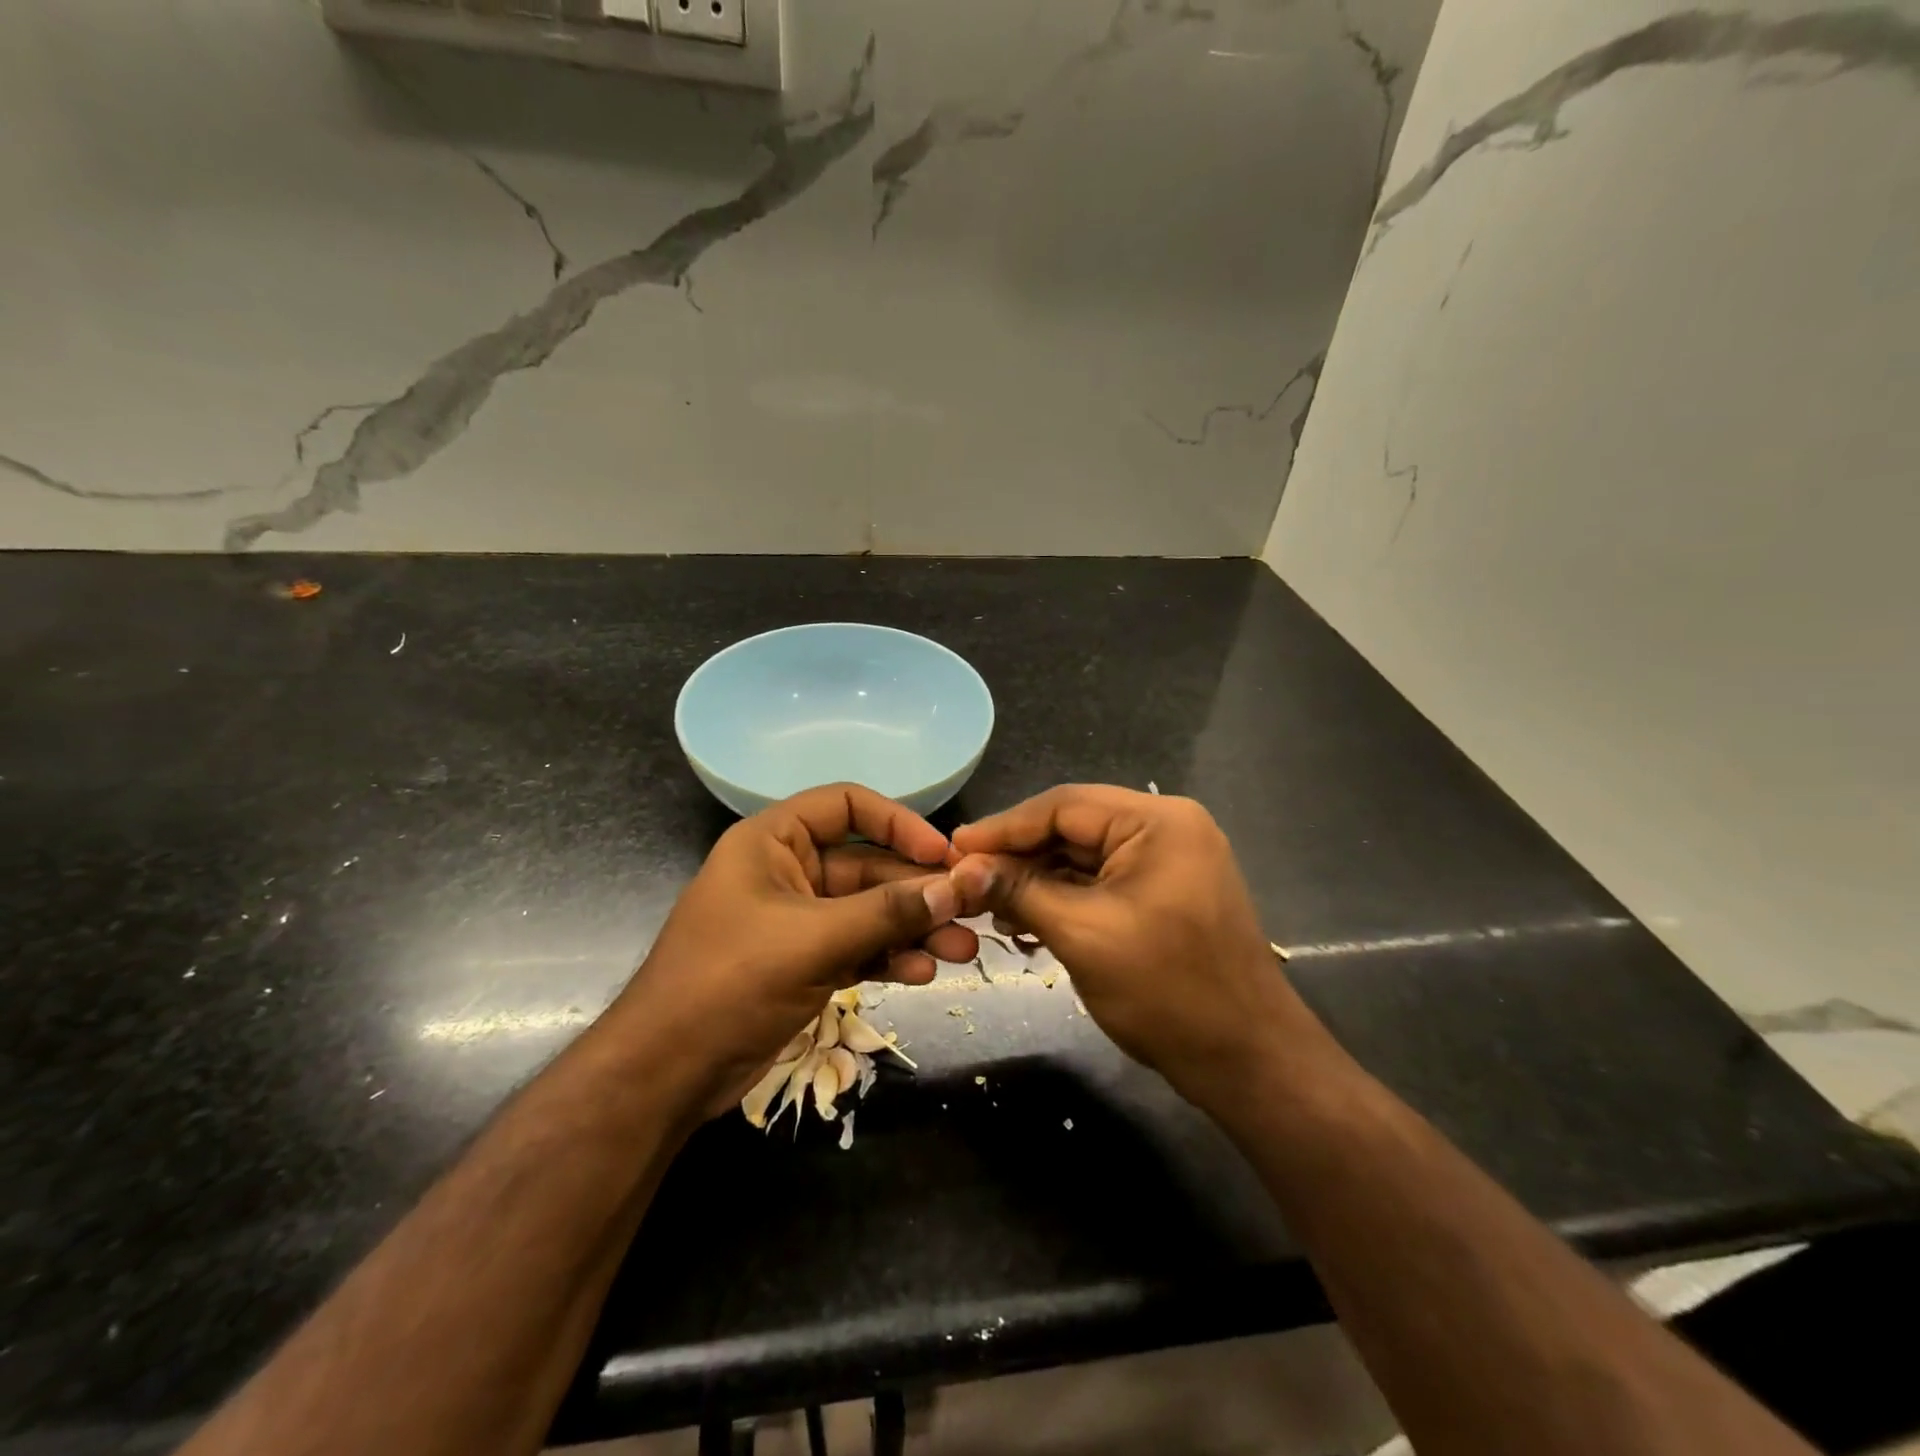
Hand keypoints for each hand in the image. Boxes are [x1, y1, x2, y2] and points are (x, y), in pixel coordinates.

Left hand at [610, 784, 978, 1119]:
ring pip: (868, 912)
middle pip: (867, 866)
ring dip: (912, 929)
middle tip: (971, 913)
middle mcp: (787, 872)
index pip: (846, 805)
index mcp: (773, 842)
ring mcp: (796, 921)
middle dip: (917, 892)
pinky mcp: (803, 963)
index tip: (941, 855)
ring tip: (961, 952)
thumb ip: (886, 912)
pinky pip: (857, 948)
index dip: (898, 823)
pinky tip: (921, 974)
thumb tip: (957, 887)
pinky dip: (888, 957)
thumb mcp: (813, 940)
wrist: (665, 1075)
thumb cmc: (729, 982)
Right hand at [950, 785, 1302, 1100]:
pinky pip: (1102, 883)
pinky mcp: (1165, 893)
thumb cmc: (1168, 992)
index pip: (1064, 805)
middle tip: (967, 880)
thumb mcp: (1083, 935)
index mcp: (1157, 822)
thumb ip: (1019, 892)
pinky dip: (1064, 899)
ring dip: (1037, 880)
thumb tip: (960, 869)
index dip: (1004, 827)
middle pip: (1073, 828)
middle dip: (1019, 856)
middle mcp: (1166, 829)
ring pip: (1083, 857)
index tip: (955, 848)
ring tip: (991, 907)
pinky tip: (1028, 922)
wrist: (1247, 1061)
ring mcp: (1169, 862)